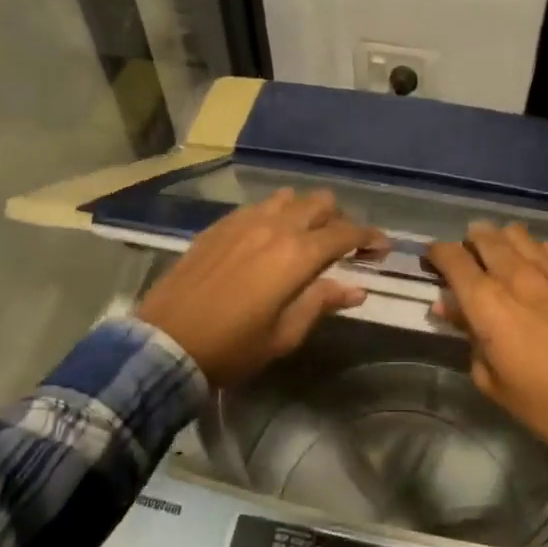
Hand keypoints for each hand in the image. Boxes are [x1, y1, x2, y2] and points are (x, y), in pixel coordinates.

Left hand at [135, 189, 384, 385]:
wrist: (166, 343)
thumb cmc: (232, 348)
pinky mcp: (218, 227)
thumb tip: (356, 289)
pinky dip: (274, 215)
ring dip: (305, 212)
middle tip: (343, 246)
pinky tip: (268, 240)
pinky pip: (256, 207)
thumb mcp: (284, 335)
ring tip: (305, 238)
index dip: (370, 237)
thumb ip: (321, 303)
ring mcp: (242, 222)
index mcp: (297, 255)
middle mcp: (273, 227)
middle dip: (339, 219)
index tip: (381, 248)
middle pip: (320, 202)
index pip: (346, 233)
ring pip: (287, 198)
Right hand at [426, 223, 547, 459]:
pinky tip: (538, 275)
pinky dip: (534, 254)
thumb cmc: (546, 404)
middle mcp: (518, 274)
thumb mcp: (492, 381)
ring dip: (501, 243)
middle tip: (466, 264)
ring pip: (517, 234)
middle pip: (484, 235)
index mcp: (488, 302)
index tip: (430, 262)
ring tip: (501, 263)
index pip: (451, 257)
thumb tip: (450, 307)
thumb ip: (468, 337)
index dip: (435, 254)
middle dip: (468, 244)